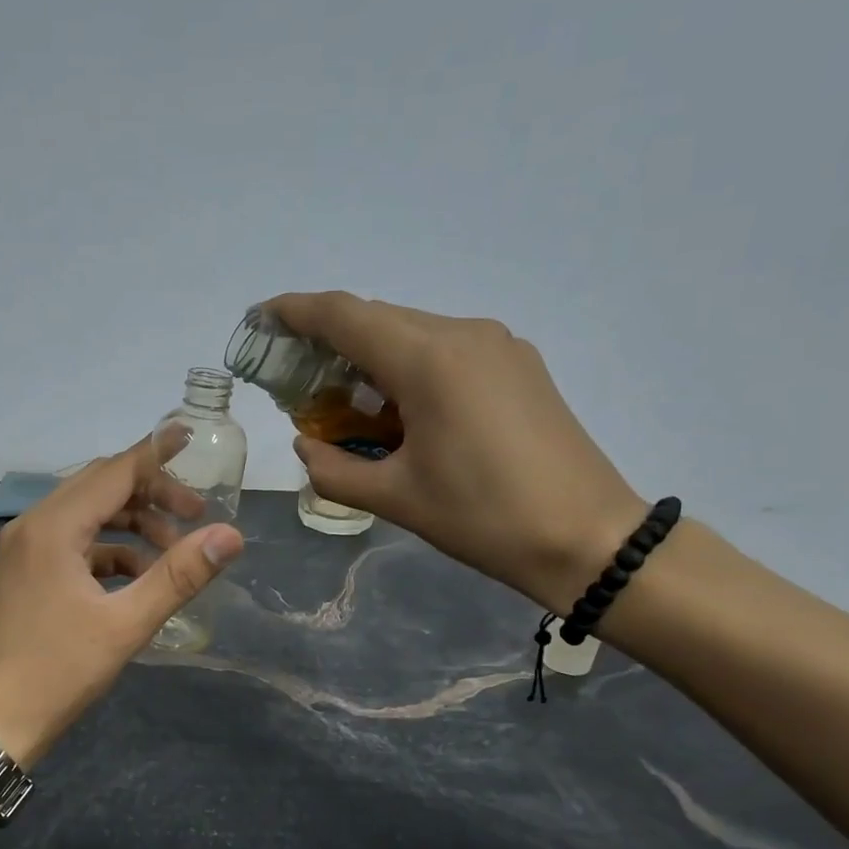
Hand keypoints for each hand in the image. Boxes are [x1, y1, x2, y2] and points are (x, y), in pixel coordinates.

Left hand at [0, 436, 244, 765]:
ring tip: (173, 554)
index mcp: (53, 527)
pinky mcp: (24, 573)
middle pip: (99, 487)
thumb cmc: (58, 672)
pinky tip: (137, 577)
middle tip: (197, 516)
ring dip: (132, 525)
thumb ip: (178, 575)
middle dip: (151, 495)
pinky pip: (73, 543)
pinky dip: (108, 550)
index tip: (188, 435)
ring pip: (87, 516)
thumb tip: (231, 536)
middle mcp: (32, 525)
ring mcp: (22, 550)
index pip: (113, 472)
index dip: (154, 453)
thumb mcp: (126, 624)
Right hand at [269, 291, 645, 610]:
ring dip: (371, 358)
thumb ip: (333, 468)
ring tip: (346, 404)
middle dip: (330, 342)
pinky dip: (409, 369)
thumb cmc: (483, 518)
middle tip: (298, 382)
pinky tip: (401, 411)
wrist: (587, 537)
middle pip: (378, 319)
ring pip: (414, 334)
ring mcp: (498, 346)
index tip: (261, 320)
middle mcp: (464, 334)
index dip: (296, 312)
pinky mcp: (519, 366)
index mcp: (429, 359)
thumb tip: (306, 444)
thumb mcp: (395, 498)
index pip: (345, 315)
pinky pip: (446, 350)